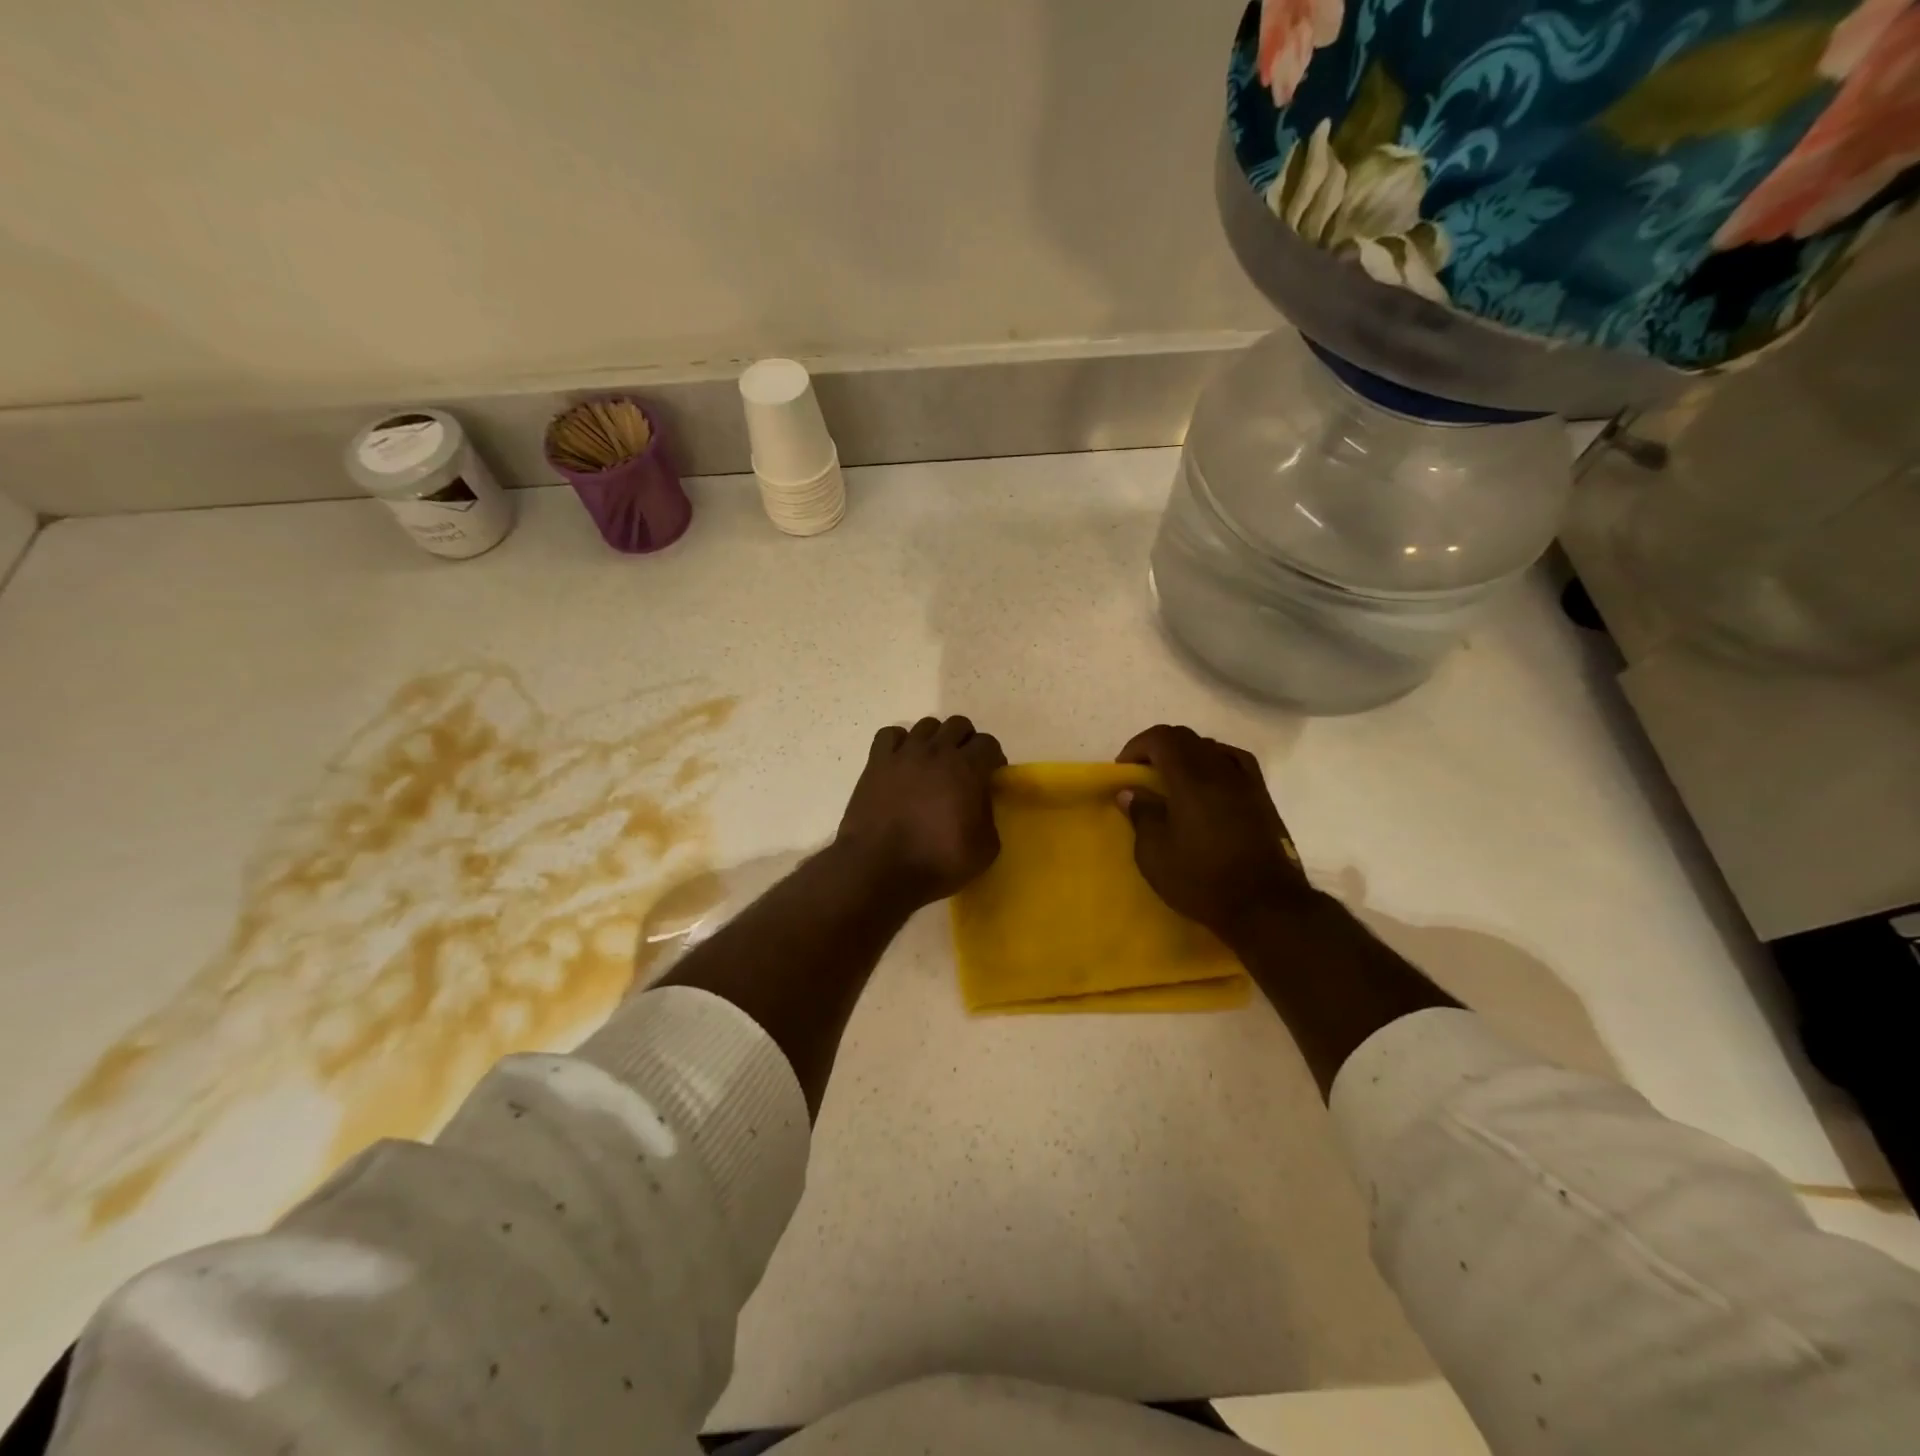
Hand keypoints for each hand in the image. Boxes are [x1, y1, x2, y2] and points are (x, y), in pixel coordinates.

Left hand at [834, 717, 1006, 907]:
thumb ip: (989, 817)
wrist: (879, 868)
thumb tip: (980, 802)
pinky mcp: (876, 762)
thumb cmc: (935, 861)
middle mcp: (936, 751)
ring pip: (926, 725)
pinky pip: (891, 734)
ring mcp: (903, 753)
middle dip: (966, 741)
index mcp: (967, 768)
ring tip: (932, 764)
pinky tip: (902, 761)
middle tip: (964, 768)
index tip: (990, 777)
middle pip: (958, 725)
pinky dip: (900, 742)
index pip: (988, 743)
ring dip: (935, 740)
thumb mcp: (984, 849)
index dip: (993, 758)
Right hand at [1116, 725, 1311, 944]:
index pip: (1162, 738)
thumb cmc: (1202, 880)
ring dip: (1186, 755)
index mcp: (1191, 779)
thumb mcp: (1155, 854)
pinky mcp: (1262, 798)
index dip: (1137, 745)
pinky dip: (1215, 763)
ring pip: (1211, 748)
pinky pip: (1235, 762)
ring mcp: (1246, 782)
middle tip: (1142, 774)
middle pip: (1186, 738)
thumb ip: (1142, 815)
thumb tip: (1131, 792)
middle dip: (1158, 748)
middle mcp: (1220, 770)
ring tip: (1173, 781)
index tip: (1124, 769)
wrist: (1266, 906)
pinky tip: (1210, 783)